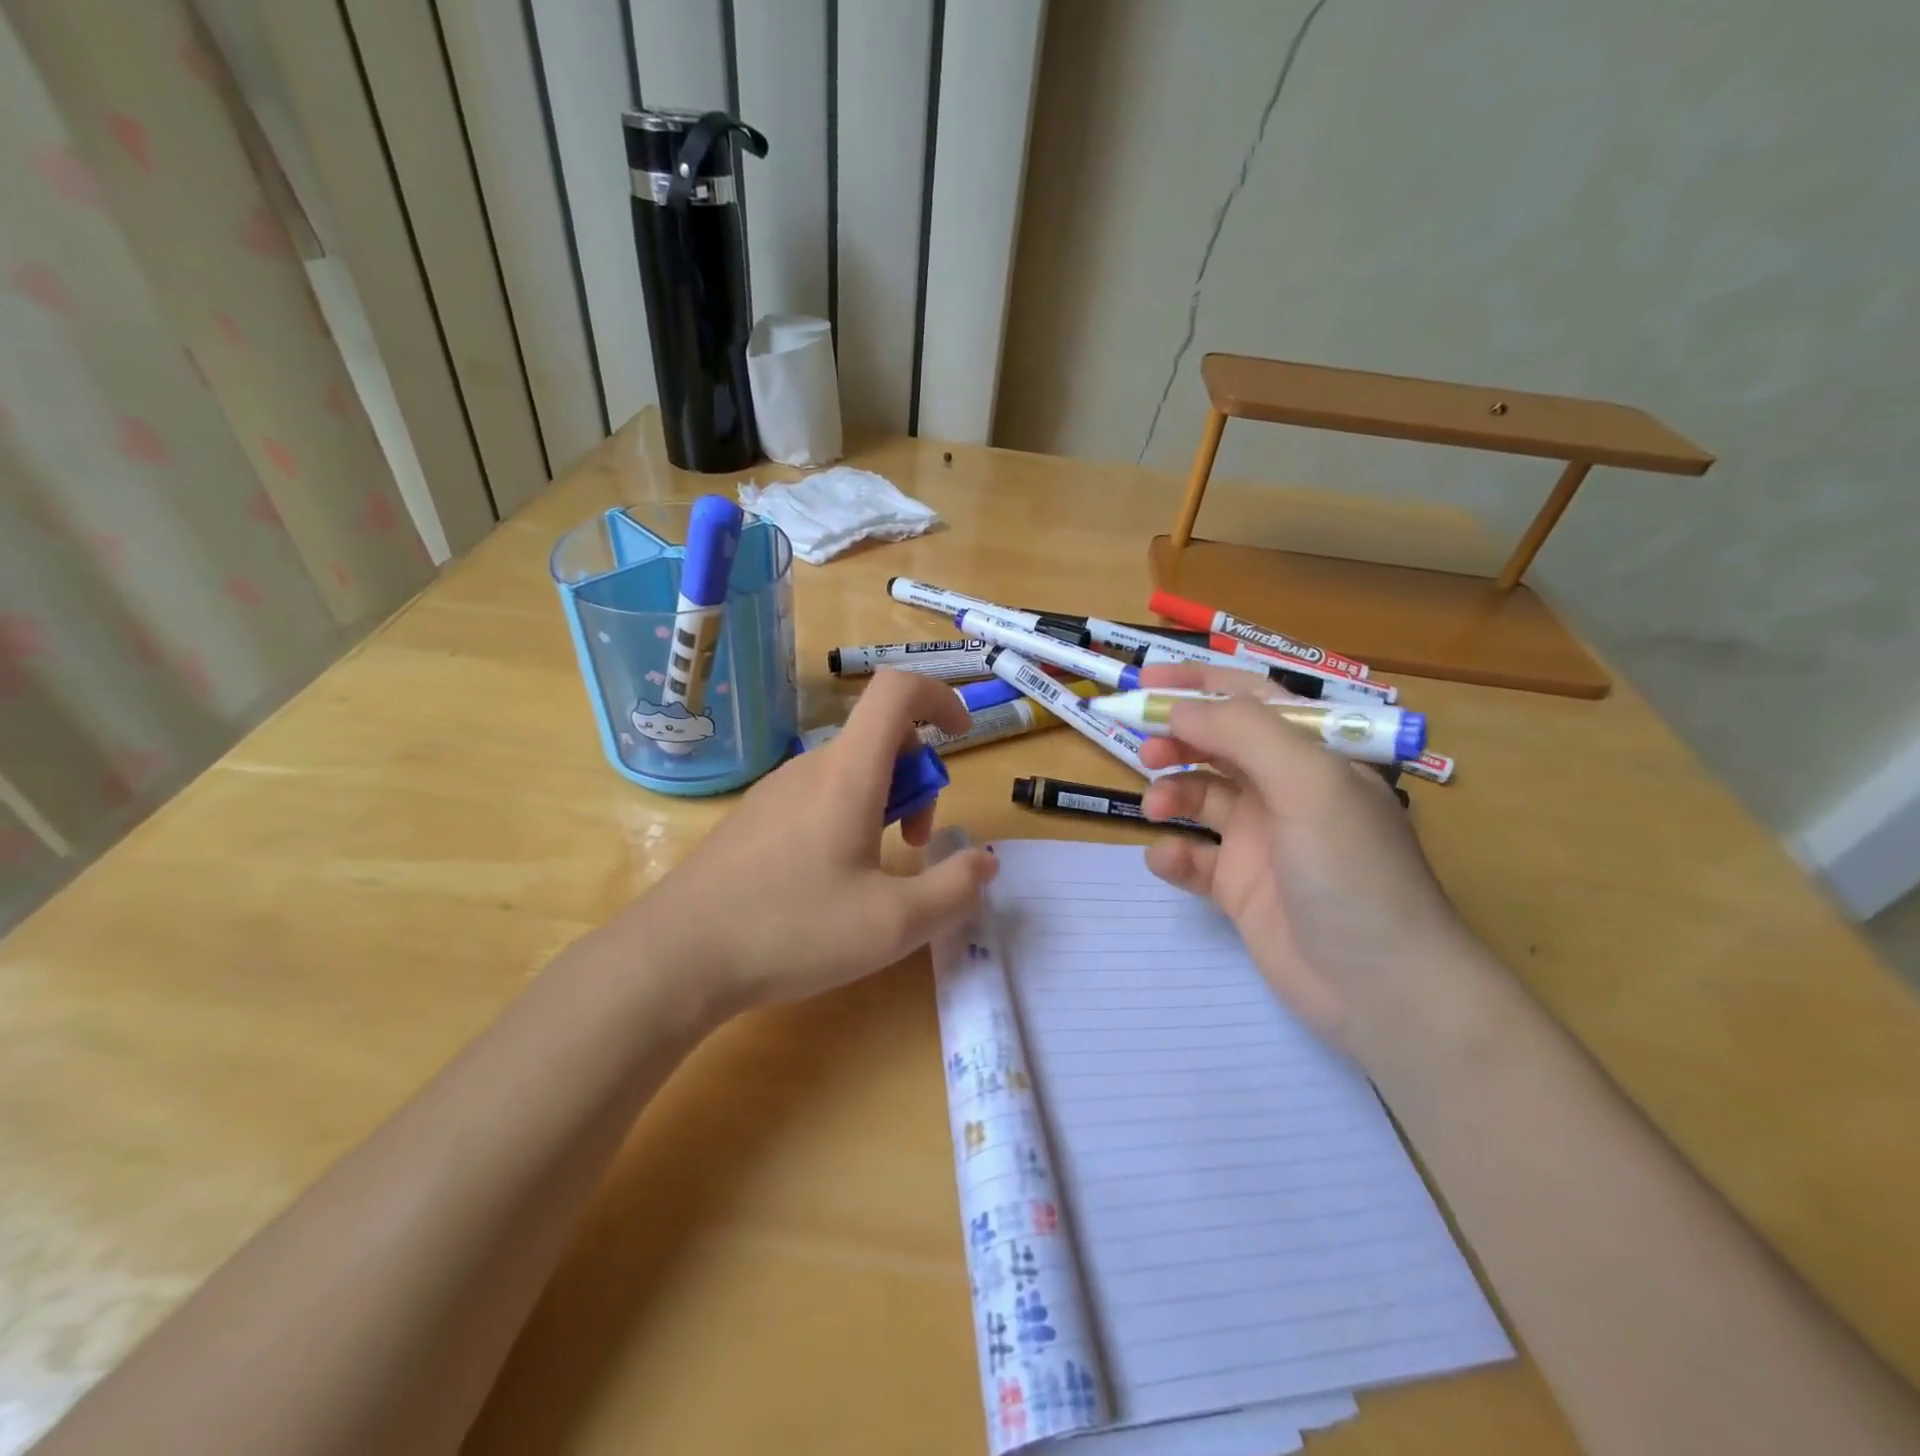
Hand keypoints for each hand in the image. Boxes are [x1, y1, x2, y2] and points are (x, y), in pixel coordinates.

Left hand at [616, 670, 997, 1011]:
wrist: (674, 957)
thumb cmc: (791, 931)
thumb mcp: (892, 924)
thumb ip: (953, 890)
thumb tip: (986, 862)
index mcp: (848, 774)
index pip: (897, 691)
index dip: (940, 695)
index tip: (964, 734)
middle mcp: (810, 768)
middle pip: (881, 739)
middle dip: (918, 780)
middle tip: (916, 844)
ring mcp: (776, 791)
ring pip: (851, 771)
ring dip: (884, 804)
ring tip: (876, 872)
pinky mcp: (754, 818)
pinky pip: (818, 795)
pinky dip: (848, 817)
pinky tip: (830, 881)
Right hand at [1136, 663, 1473, 1051]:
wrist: (1380, 988)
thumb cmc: (1352, 871)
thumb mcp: (1308, 784)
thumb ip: (1244, 733)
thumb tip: (1180, 708)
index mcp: (1315, 755)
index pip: (1251, 699)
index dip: (1199, 683)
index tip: (1145, 680)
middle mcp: (1287, 790)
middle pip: (1219, 746)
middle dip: (1179, 739)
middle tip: (1145, 749)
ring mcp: (1262, 841)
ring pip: (1200, 797)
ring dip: (1172, 793)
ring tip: (1156, 807)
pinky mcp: (1241, 888)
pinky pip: (1194, 857)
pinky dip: (1174, 854)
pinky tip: (1168, 860)